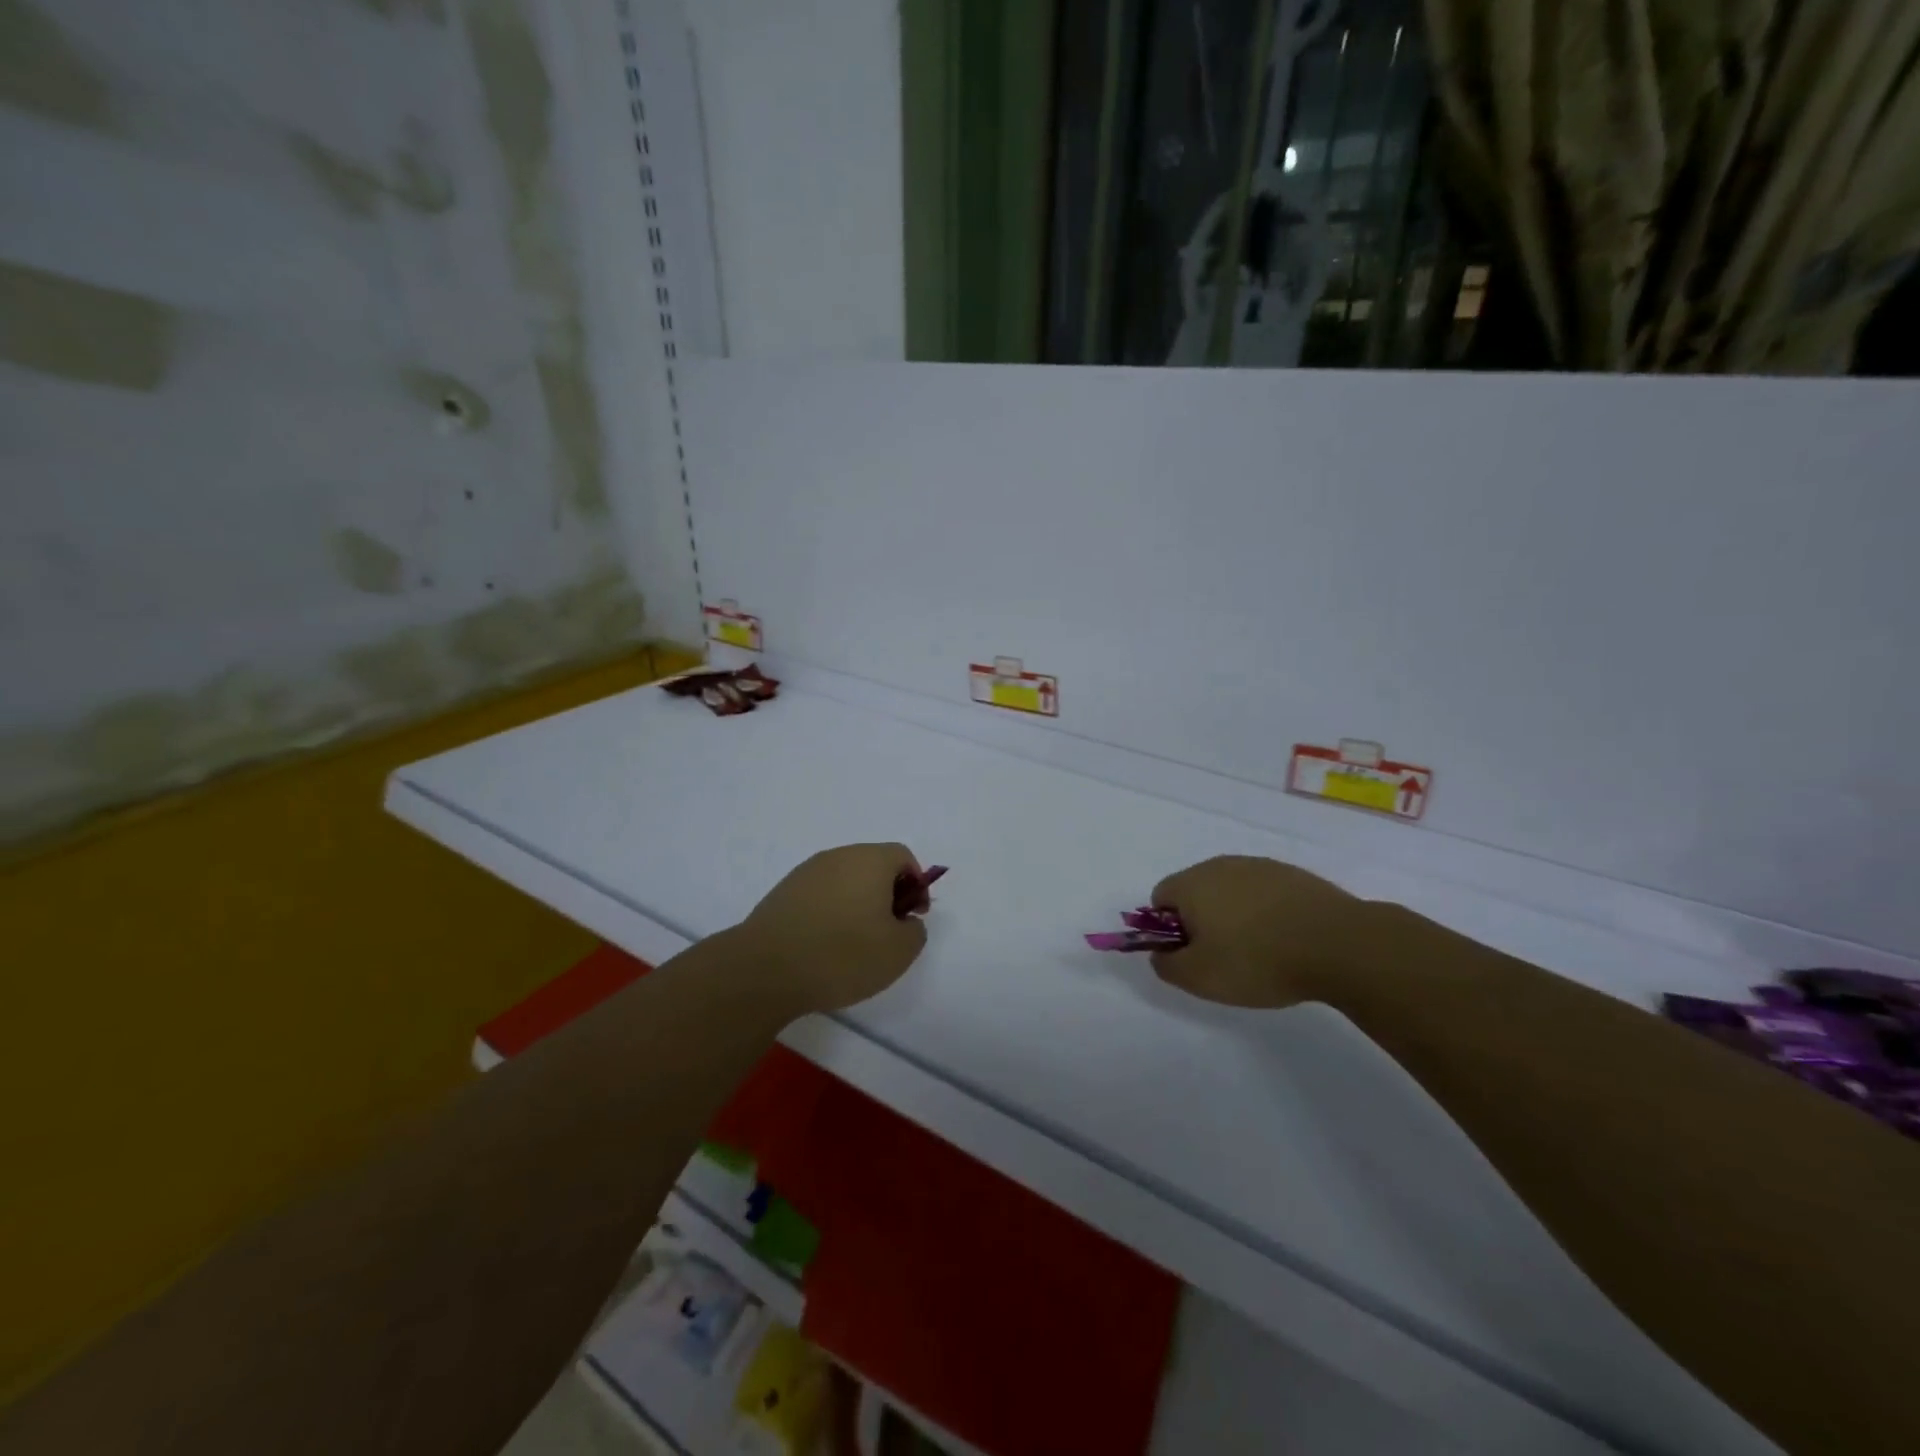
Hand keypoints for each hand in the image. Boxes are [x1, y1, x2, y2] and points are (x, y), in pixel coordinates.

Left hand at [737, 843, 931, 1012]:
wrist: (765, 970)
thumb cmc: (842, 955)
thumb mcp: (898, 951)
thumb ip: (915, 931)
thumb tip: (905, 921)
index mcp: (870, 860)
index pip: (903, 856)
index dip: (917, 885)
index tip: (913, 918)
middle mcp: (838, 856)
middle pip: (873, 865)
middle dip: (887, 894)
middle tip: (887, 932)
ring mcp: (806, 872)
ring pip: (844, 880)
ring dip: (857, 903)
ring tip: (854, 944)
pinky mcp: (782, 893)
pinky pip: (819, 895)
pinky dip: (830, 912)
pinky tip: (824, 946)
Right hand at [1146, 855, 1368, 1007]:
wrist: (1339, 945)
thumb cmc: (1257, 960)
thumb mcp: (1200, 977)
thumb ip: (1166, 965)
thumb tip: (1159, 954)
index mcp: (1192, 883)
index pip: (1161, 898)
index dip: (1169, 929)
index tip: (1193, 955)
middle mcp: (1221, 865)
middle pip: (1197, 891)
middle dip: (1202, 921)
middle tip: (1224, 958)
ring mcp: (1260, 866)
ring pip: (1232, 891)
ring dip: (1236, 916)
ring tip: (1261, 952)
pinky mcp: (1294, 875)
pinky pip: (1265, 894)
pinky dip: (1267, 913)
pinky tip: (1287, 941)